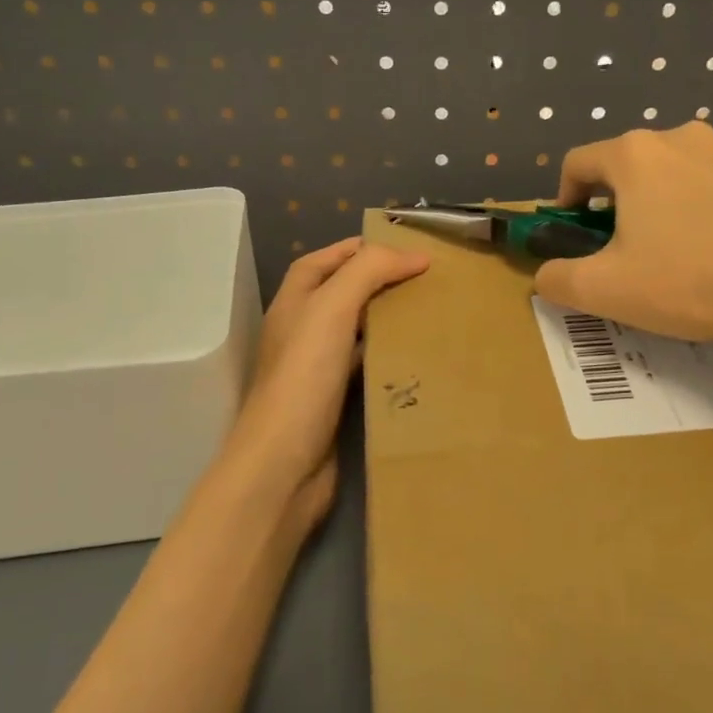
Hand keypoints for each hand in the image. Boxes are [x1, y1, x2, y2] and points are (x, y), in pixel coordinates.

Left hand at [220, 238, 428, 528]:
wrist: (283, 465)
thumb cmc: (304, 378)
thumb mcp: (332, 310)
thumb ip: (369, 272)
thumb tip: (416, 255)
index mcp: (293, 302)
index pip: (324, 260)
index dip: (359, 248)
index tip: (404, 246)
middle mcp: (301, 330)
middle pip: (341, 292)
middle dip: (379, 280)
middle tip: (425, 278)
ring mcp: (315, 368)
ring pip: (355, 330)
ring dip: (386, 317)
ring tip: (429, 310)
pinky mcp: (332, 402)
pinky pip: (364, 366)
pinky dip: (387, 355)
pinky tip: (415, 355)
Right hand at [533, 122, 712, 371]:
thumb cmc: (689, 281)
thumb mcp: (605, 291)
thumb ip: (558, 281)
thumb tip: (544, 277)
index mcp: (636, 157)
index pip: (579, 162)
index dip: (565, 196)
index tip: (574, 230)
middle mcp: (686, 139)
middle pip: (635, 164)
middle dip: (623, 201)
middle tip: (630, 249)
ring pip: (687, 172)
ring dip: (674, 202)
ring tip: (688, 252)